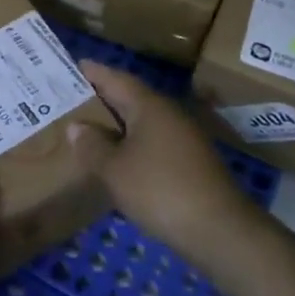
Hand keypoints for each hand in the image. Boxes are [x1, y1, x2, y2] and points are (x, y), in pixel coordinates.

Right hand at [66, 60, 259, 265]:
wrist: (220, 230)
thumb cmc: (160, 190)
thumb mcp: (115, 170)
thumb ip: (92, 146)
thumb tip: (77, 126)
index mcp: (149, 106)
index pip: (117, 79)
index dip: (95, 72)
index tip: (76, 65)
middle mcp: (169, 114)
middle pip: (131, 98)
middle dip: (104, 97)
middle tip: (73, 98)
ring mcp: (184, 139)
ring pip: (143, 122)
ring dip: (118, 123)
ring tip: (90, 128)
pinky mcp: (191, 163)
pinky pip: (153, 142)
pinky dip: (133, 144)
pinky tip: (119, 159)